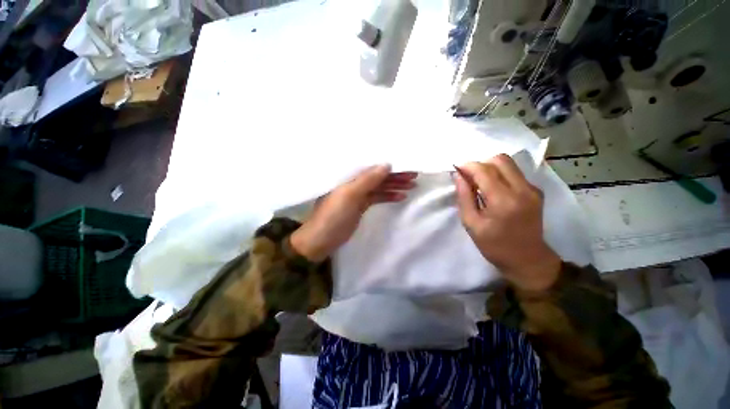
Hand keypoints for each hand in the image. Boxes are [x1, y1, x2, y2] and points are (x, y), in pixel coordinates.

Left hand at [291, 165, 416, 261]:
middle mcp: (353, 182)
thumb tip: (387, 164)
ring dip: (394, 186)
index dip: (388, 164)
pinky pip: (377, 197)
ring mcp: (357, 195)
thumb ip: (367, 180)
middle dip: (395, 175)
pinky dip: (388, 196)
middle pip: (377, 176)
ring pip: (378, 187)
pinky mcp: (361, 206)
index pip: (371, 166)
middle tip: (414, 175)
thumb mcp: (349, 195)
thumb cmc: (333, 216)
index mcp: (347, 176)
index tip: (405, 163)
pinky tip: (401, 197)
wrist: (321, 241)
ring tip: (411, 185)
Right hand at [454, 154, 560, 291]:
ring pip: (509, 163)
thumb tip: (458, 176)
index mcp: (503, 200)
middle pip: (500, 160)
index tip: (456, 169)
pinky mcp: (536, 191)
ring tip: (479, 183)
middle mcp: (522, 189)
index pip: (484, 170)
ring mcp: (532, 189)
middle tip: (468, 177)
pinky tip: (493, 189)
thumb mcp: (471, 224)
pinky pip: (515, 173)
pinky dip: (500, 174)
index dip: (467, 166)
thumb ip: (464, 197)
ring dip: (490, 168)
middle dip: (480, 164)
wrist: (528, 260)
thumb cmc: (495, 246)